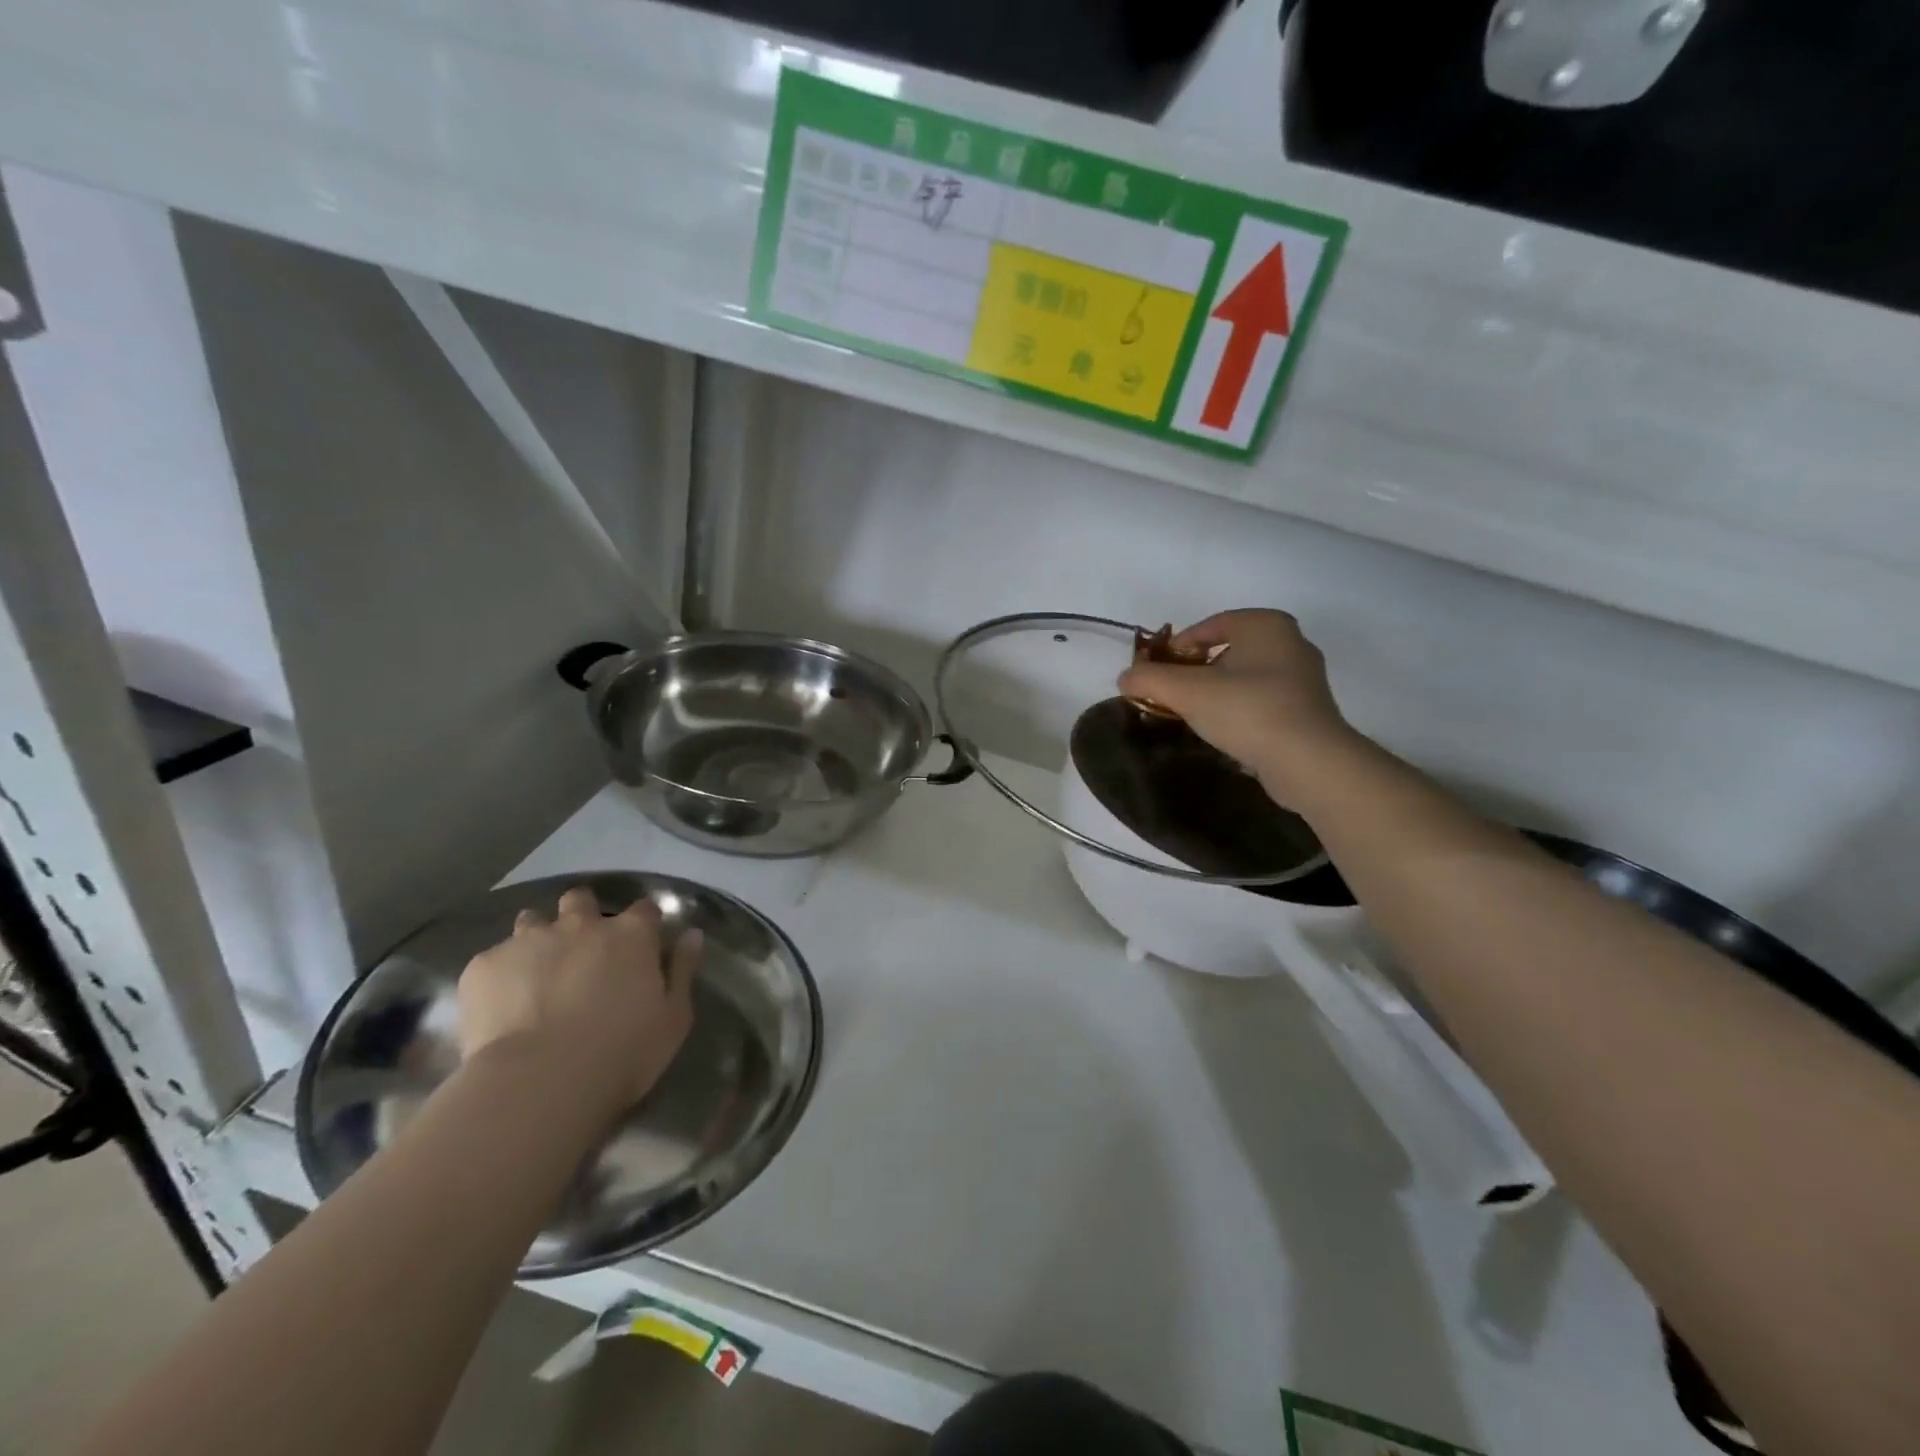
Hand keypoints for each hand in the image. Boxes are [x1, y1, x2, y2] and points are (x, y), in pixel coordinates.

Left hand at [456, 886, 699, 1119]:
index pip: (644, 909)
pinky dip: (501, 974)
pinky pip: (494, 958)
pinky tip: (501, 1005)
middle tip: (582, 951)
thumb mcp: (673, 1018)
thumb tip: (691, 935)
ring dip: (538, 938)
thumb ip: (683, 971)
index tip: (642, 944)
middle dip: (583, 916)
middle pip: (581, 900)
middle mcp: (580, 925)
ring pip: (532, 920)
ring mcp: (528, 941)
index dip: (643, 923)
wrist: (540, 1082)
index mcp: (631, 935)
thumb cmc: (622, 1053)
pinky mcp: (484, 965)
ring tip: (536, 973)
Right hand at [1116, 609, 1358, 805]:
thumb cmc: (1248, 711)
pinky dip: (1237, 711)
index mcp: (1265, 625)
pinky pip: (1260, 701)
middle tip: (1169, 694)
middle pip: (1225, 652)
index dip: (1176, 648)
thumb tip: (1125, 678)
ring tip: (1190, 715)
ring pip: (1243, 678)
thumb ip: (1149, 679)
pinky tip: (1221, 732)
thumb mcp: (1187, 692)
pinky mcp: (1307, 711)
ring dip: (1214, 693)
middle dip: (1194, 672)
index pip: (1208, 627)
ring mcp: (1303, 678)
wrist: (1308, 762)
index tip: (1156, 673)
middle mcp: (1290, 643)